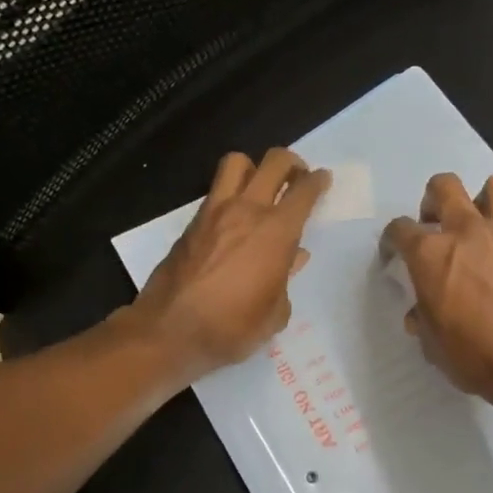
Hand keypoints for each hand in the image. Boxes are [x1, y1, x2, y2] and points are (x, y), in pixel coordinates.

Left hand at [125, 149, 330, 381]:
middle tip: (297, 178)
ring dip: (254, 168)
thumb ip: (285, 279)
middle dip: (291, 163)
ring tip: (261, 188)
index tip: (322, 180)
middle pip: (274, 161)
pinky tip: (235, 217)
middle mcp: (247, 211)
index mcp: (276, 232)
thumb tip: (292, 258)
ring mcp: (215, 212)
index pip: (304, 191)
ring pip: (237, 163)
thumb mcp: (273, 313)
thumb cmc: (231, 327)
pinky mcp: (192, 222)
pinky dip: (231, 192)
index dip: (318, 181)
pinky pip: (216, 191)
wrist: (170, 330)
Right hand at [381, 173, 492, 427]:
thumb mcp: (433, 344)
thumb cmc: (476, 357)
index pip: (400, 229)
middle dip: (433, 200)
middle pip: (444, 187)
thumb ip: (424, 318)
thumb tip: (420, 313)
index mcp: (431, 254)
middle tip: (435, 225)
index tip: (394, 255)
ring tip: (479, 225)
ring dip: (482, 199)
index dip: (392, 241)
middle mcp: (467, 232)